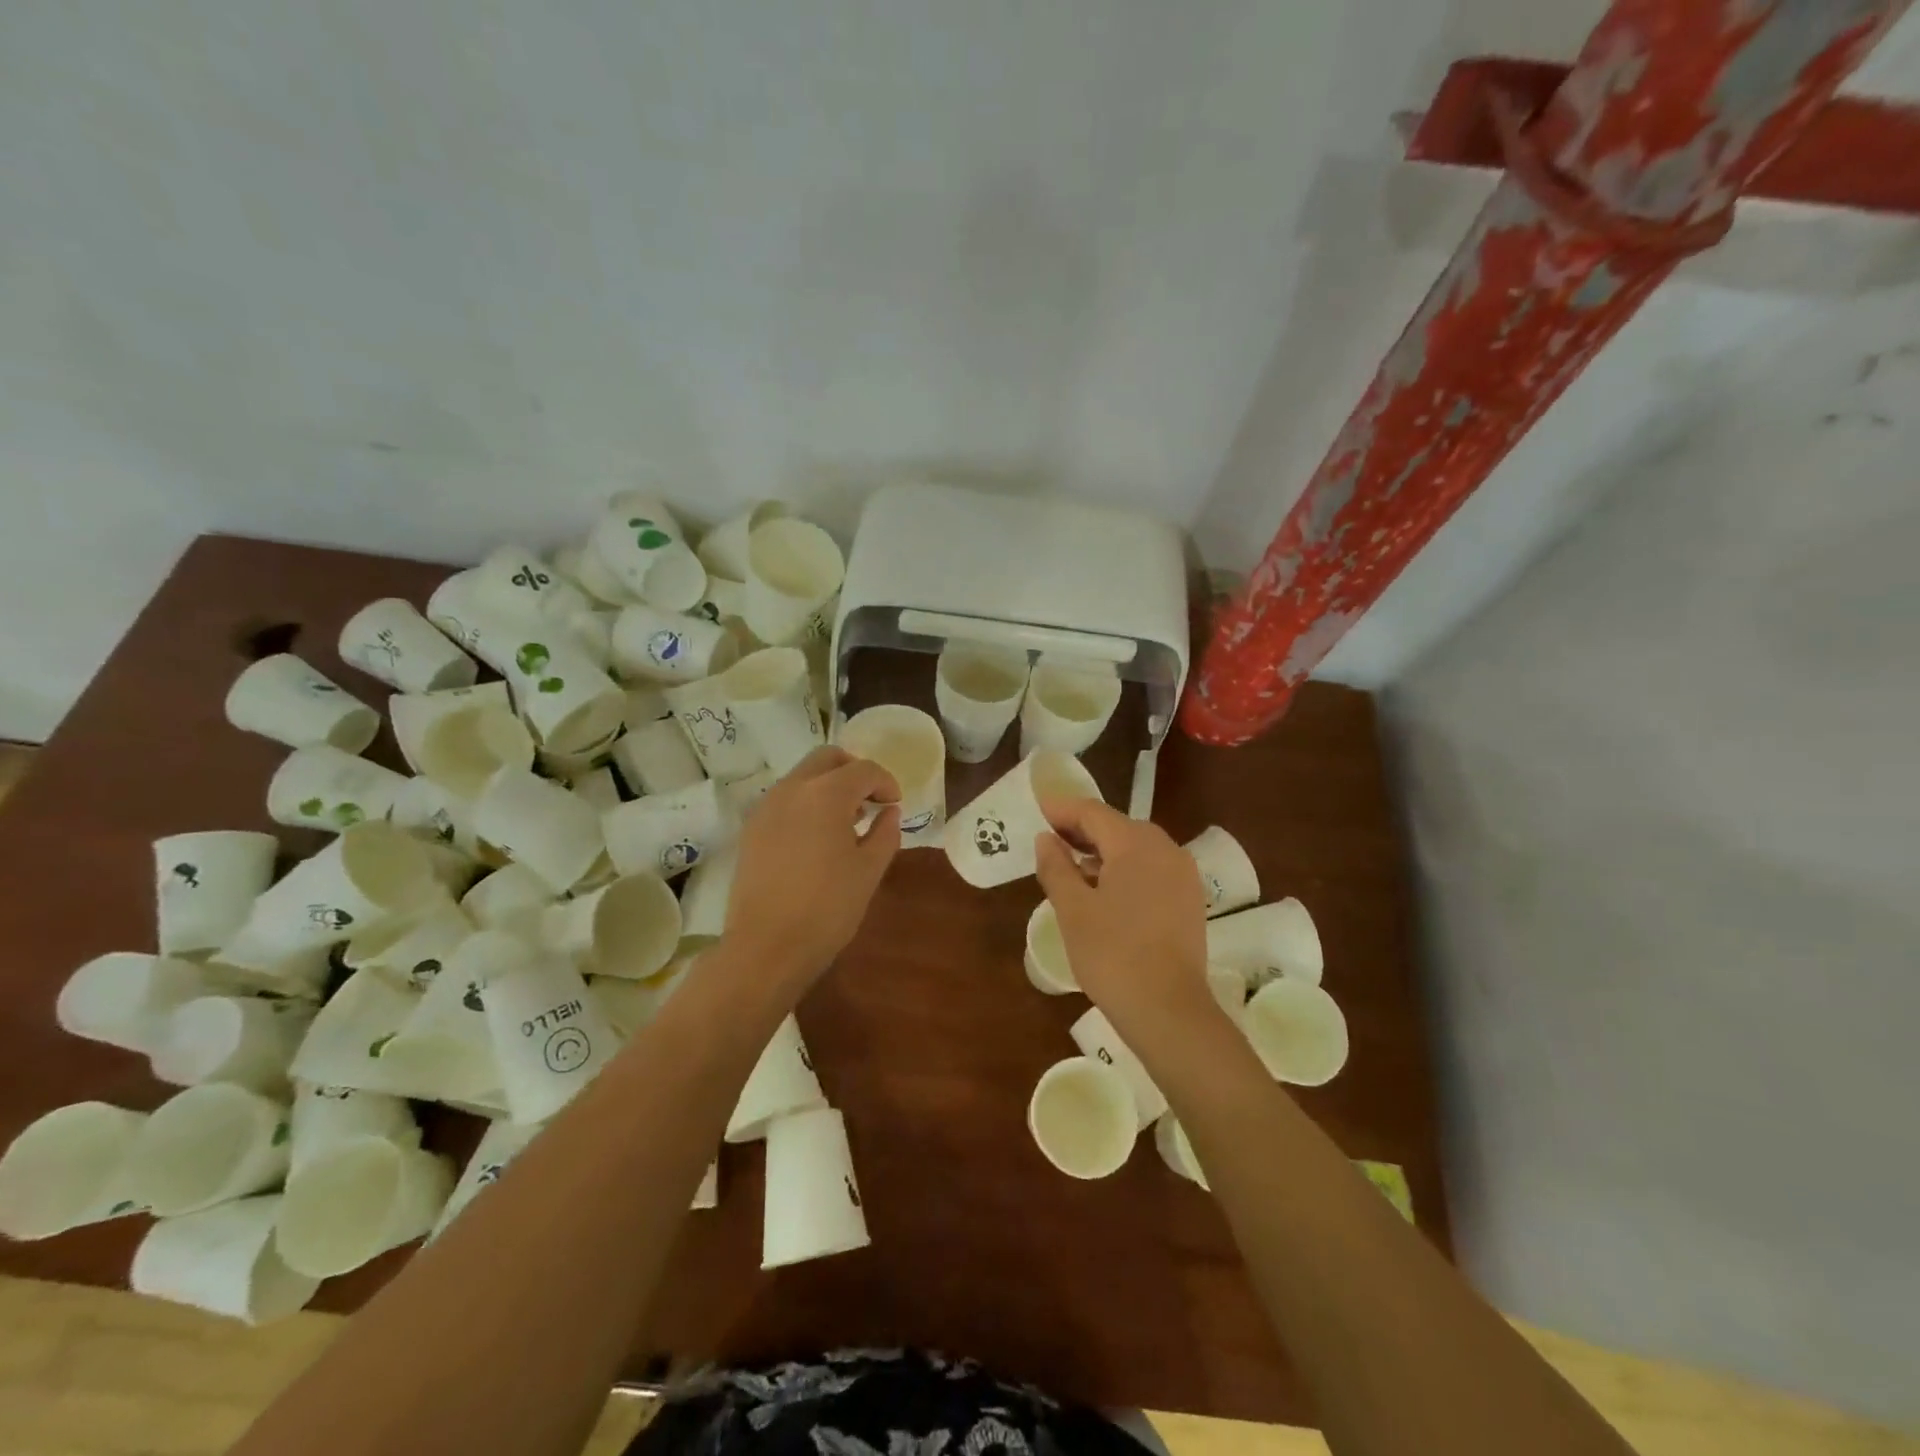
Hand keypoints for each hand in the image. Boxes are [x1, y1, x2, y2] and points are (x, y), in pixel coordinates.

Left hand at [721, 747, 900, 986]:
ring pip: (802, 776)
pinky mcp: (751, 829)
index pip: (863, 770)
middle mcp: (792, 789)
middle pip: (827, 758)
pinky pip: (784, 799)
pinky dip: (806, 803)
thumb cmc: (827, 908)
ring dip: (828, 785)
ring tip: (846, 821)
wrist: (766, 947)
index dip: (885, 782)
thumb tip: (889, 812)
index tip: (895, 804)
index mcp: (826, 794)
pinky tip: (817, 837)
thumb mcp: (869, 871)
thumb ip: (885, 833)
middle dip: (853, 771)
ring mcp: (766, 807)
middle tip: (870, 800)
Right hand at [1034, 798, 1213, 1039]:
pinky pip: (1151, 869)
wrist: (1168, 1010)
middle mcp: (1165, 849)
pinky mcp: (1189, 899)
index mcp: (1136, 844)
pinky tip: (1104, 891)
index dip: (1063, 809)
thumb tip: (1046, 839)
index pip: (1093, 813)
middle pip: (1117, 826)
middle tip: (1051, 840)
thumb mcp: (1072, 909)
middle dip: (1083, 830)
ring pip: (1136, 849)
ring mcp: (1182, 875)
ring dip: (1103, 851)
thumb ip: (1056, 867)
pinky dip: (1125, 870)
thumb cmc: (1112, 954)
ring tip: (1072, 867)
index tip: (1039, 810)